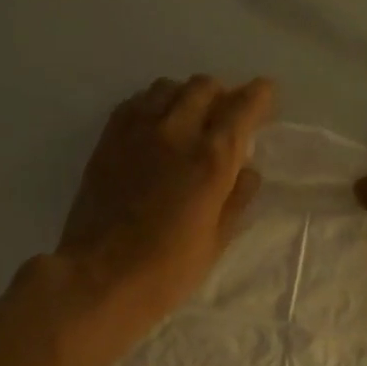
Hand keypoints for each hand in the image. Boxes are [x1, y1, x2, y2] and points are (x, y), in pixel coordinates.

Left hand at [55, 74, 275, 352]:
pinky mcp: (108, 139)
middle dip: (223, 95)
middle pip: (204, 87)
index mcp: (210, 159)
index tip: (266, 95)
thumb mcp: (215, 242)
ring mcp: (137, 131)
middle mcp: (176, 132)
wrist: (99, 277)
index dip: (260, 96)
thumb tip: (248, 170)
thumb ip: (236, 199)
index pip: (242, 107)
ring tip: (192, 118)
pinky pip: (136, 102)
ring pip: (168, 88)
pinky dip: (154, 103)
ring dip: (187, 96)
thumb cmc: (166, 270)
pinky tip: (157, 124)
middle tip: (228, 115)